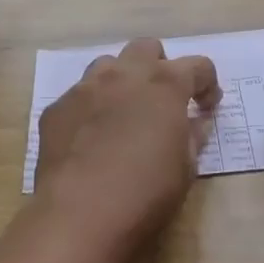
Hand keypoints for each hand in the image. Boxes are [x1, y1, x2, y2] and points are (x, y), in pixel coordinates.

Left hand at [33, 38, 221, 252]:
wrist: (79, 214)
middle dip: (160, 67)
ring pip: (107, 65)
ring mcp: (84, 88)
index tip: (206, 107)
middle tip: (162, 101)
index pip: (197, 66)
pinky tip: (91, 139)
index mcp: (164, 85)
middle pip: (146, 48)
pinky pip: (78, 96)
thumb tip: (195, 121)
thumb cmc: (145, 192)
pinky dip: (91, 109)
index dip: (207, 84)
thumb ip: (192, 136)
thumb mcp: (185, 168)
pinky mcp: (56, 109)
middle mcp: (123, 75)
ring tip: (124, 113)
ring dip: (122, 81)